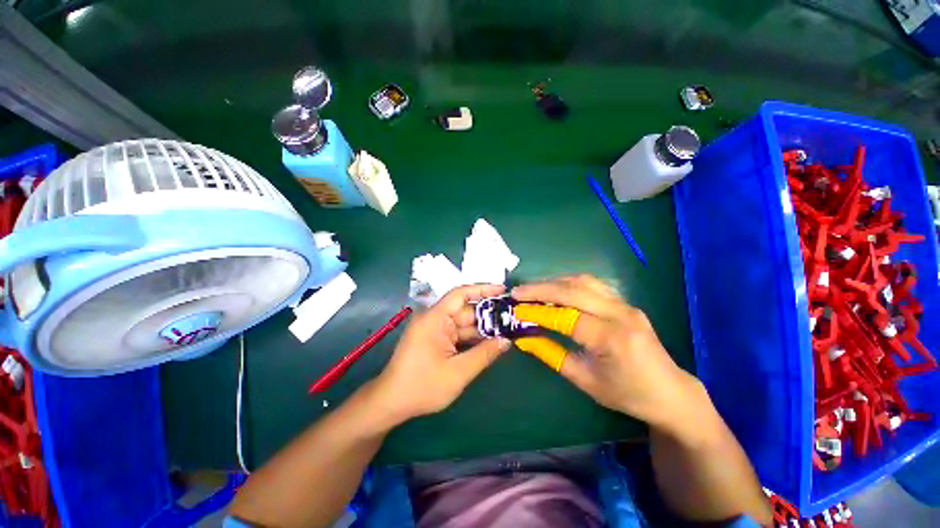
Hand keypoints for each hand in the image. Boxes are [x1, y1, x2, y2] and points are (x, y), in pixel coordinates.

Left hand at [370, 284, 511, 424]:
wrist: (391, 403)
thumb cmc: (422, 387)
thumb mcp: (458, 372)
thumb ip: (484, 354)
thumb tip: (506, 340)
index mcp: (435, 318)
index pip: (460, 294)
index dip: (483, 289)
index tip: (503, 290)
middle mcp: (434, 318)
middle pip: (465, 310)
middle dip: (488, 314)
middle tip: (512, 317)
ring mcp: (434, 329)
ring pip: (463, 323)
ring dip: (482, 328)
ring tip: (506, 330)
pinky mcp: (435, 339)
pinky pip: (457, 333)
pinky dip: (472, 337)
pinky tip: (490, 342)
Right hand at [512, 275, 702, 429]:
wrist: (670, 392)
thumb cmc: (627, 393)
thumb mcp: (584, 380)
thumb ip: (551, 354)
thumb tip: (523, 337)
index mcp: (611, 339)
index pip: (566, 317)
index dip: (538, 312)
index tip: (515, 309)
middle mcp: (620, 314)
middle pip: (573, 291)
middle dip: (540, 289)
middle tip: (517, 292)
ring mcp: (625, 305)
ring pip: (583, 281)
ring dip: (554, 282)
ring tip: (532, 289)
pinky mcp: (625, 303)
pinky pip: (593, 285)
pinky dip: (569, 283)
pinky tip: (556, 289)